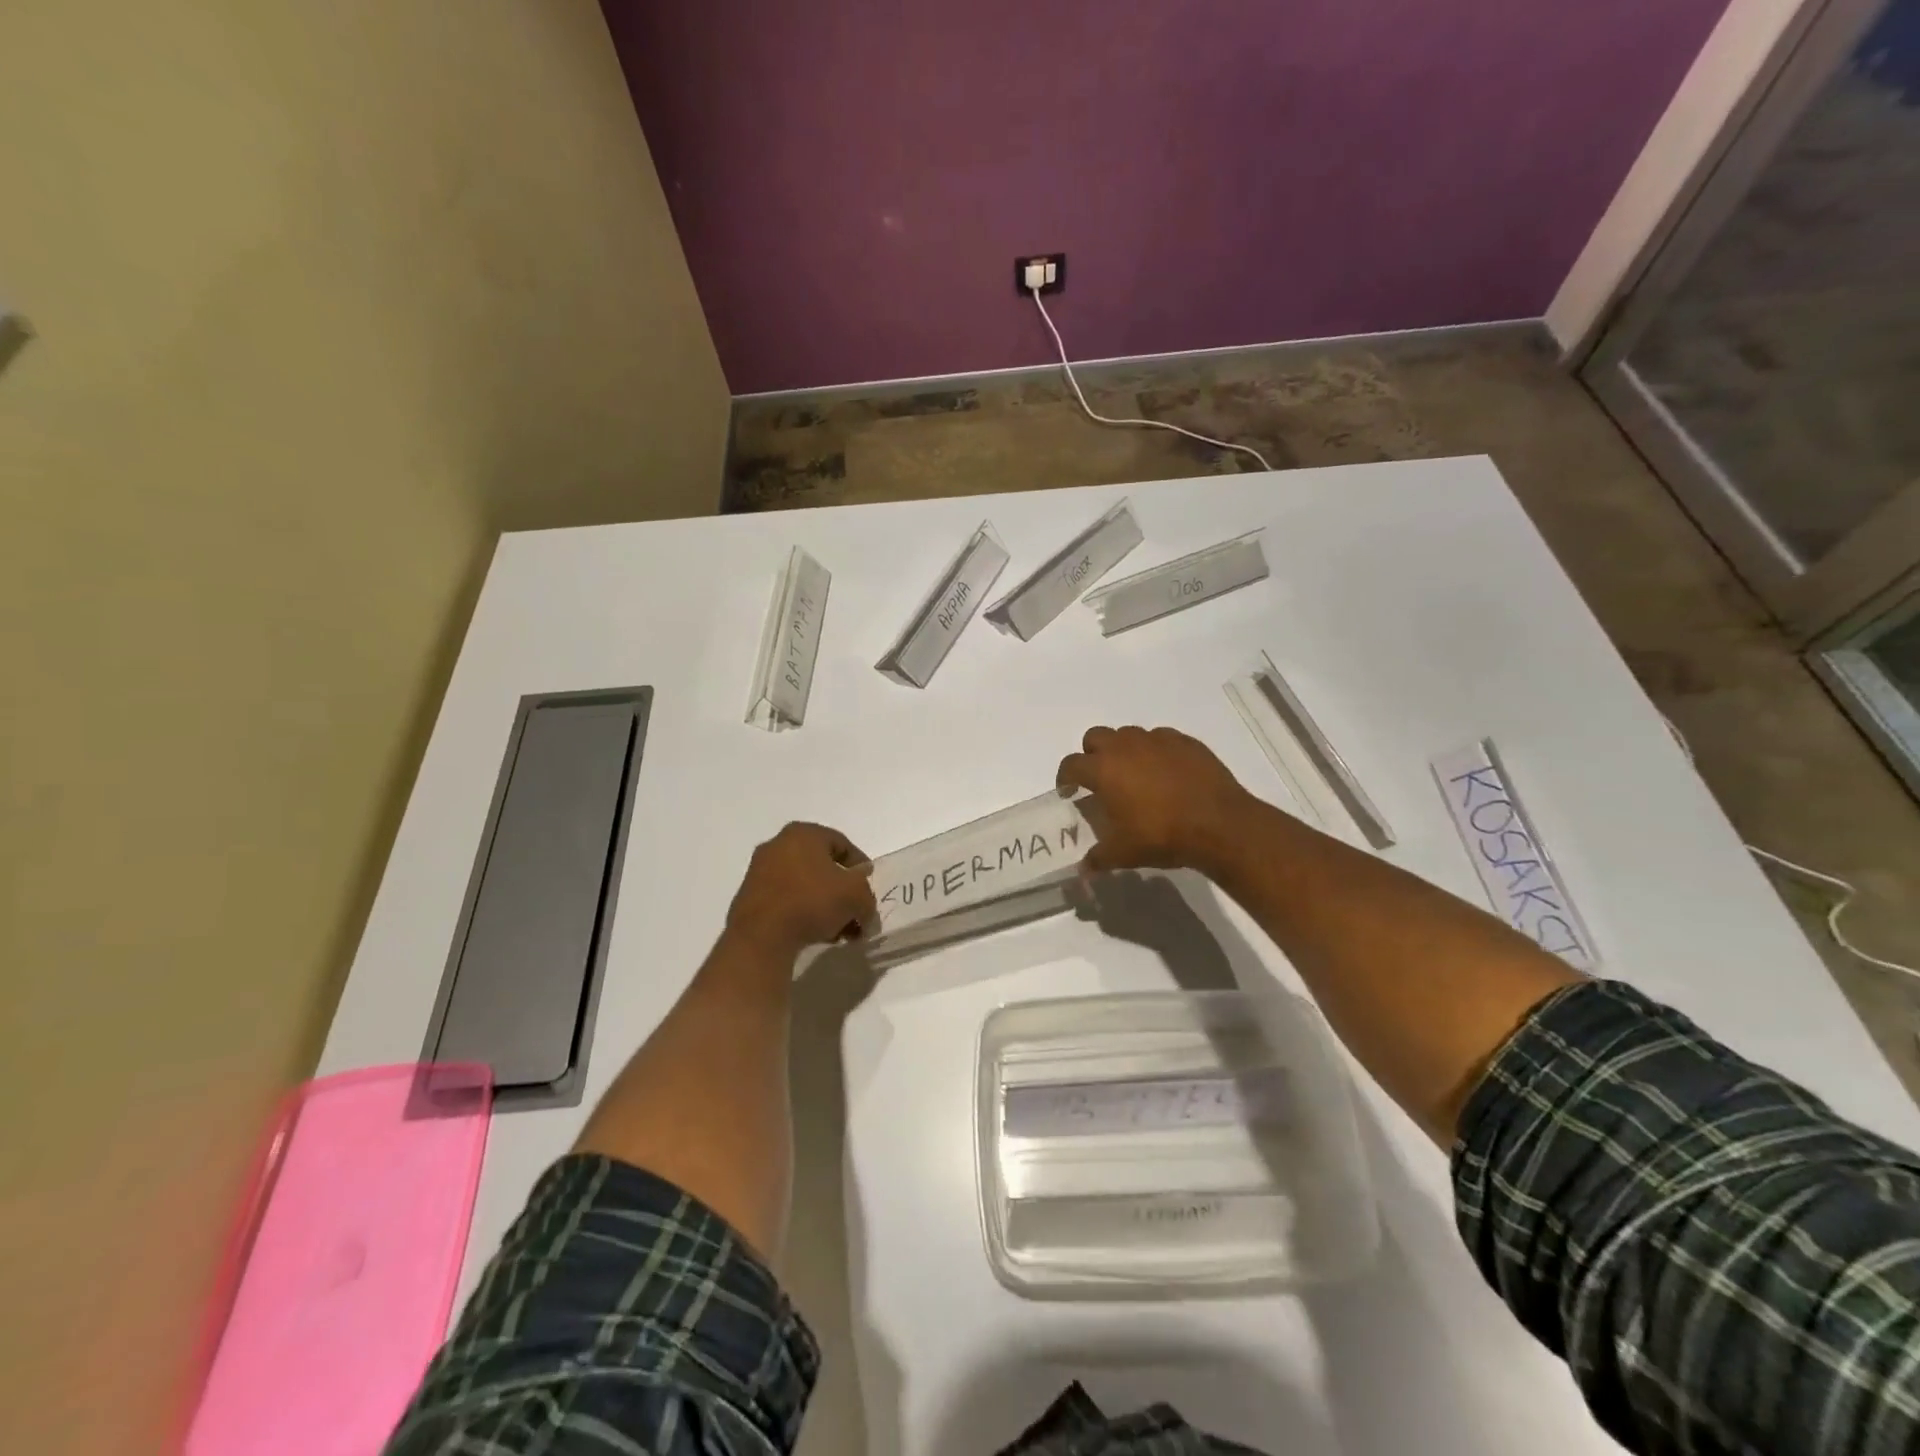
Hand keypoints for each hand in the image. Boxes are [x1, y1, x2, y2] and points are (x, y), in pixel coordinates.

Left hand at [725, 821, 877, 958]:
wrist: (762, 936)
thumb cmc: (812, 901)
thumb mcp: (856, 896)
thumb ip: (868, 897)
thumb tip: (865, 906)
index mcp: (804, 833)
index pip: (841, 843)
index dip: (859, 865)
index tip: (869, 886)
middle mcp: (778, 845)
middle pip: (822, 866)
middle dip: (842, 890)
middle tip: (855, 911)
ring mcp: (759, 871)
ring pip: (804, 885)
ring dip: (825, 905)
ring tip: (839, 931)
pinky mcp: (749, 897)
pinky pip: (785, 900)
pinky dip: (803, 912)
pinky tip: (817, 934)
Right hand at [1057, 726, 1254, 876]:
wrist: (1219, 824)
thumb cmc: (1162, 835)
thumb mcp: (1124, 853)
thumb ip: (1098, 858)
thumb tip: (1083, 869)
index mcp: (1103, 769)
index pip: (1071, 764)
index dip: (1065, 777)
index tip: (1068, 790)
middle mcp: (1126, 746)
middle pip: (1096, 737)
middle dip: (1092, 754)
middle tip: (1101, 778)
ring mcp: (1157, 740)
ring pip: (1129, 734)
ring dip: (1124, 750)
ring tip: (1135, 775)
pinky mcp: (1185, 741)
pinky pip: (1161, 739)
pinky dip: (1156, 752)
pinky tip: (1166, 773)